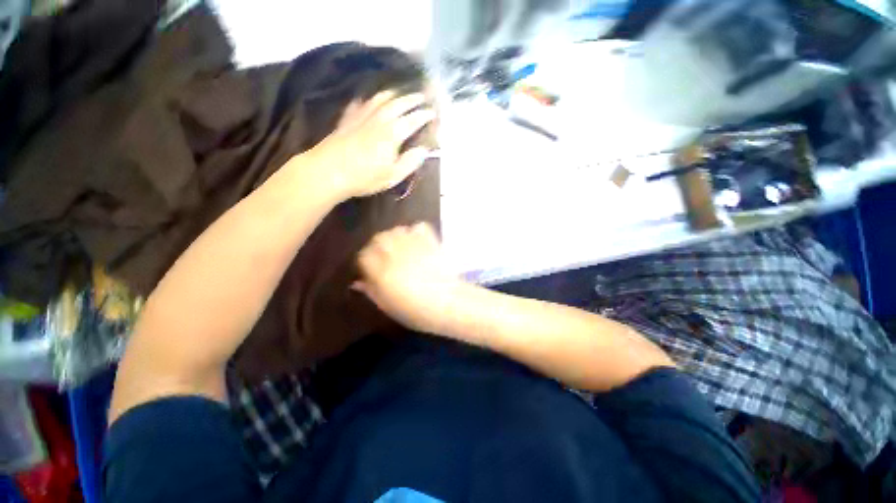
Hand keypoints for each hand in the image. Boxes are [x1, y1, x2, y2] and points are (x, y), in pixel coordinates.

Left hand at [305, 90, 435, 199]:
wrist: (328, 171)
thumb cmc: (364, 177)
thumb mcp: (393, 176)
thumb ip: (410, 162)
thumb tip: (424, 150)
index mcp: (392, 134)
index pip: (413, 120)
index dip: (424, 115)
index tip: (433, 112)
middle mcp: (379, 119)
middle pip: (398, 103)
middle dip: (412, 99)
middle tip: (422, 96)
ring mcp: (362, 116)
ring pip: (380, 98)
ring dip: (394, 94)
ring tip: (401, 93)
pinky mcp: (348, 119)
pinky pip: (362, 103)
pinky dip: (370, 98)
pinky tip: (371, 99)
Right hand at [354, 223, 463, 334]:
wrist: (449, 303)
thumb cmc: (417, 312)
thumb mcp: (388, 307)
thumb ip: (372, 291)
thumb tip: (358, 282)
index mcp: (381, 272)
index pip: (363, 255)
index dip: (366, 260)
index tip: (371, 267)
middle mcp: (394, 254)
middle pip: (378, 238)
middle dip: (378, 246)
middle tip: (385, 256)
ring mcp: (413, 245)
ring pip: (396, 230)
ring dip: (395, 237)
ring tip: (401, 248)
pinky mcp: (430, 241)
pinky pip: (418, 227)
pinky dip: (415, 231)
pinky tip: (417, 242)